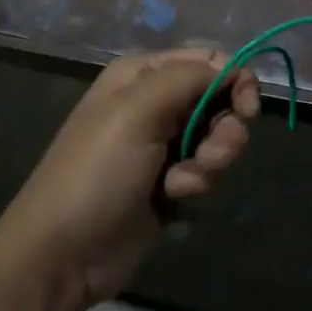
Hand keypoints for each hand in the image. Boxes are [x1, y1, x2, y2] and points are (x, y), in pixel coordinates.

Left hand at [0, 48, 259, 306]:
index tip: (245, 111)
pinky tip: (173, 200)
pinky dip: (197, 184)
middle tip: (209, 155)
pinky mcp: (169, 181)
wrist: (65, 251)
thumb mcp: (137, 111)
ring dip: (210, 161)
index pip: (208, 59)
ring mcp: (162, 143)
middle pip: (220, 99)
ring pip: (217, 138)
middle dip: (223, 130)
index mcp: (142, 74)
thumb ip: (188, 77)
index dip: (235, 81)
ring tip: (182, 184)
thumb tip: (233, 67)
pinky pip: (205, 170)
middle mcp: (155, 102)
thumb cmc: (98, 172)